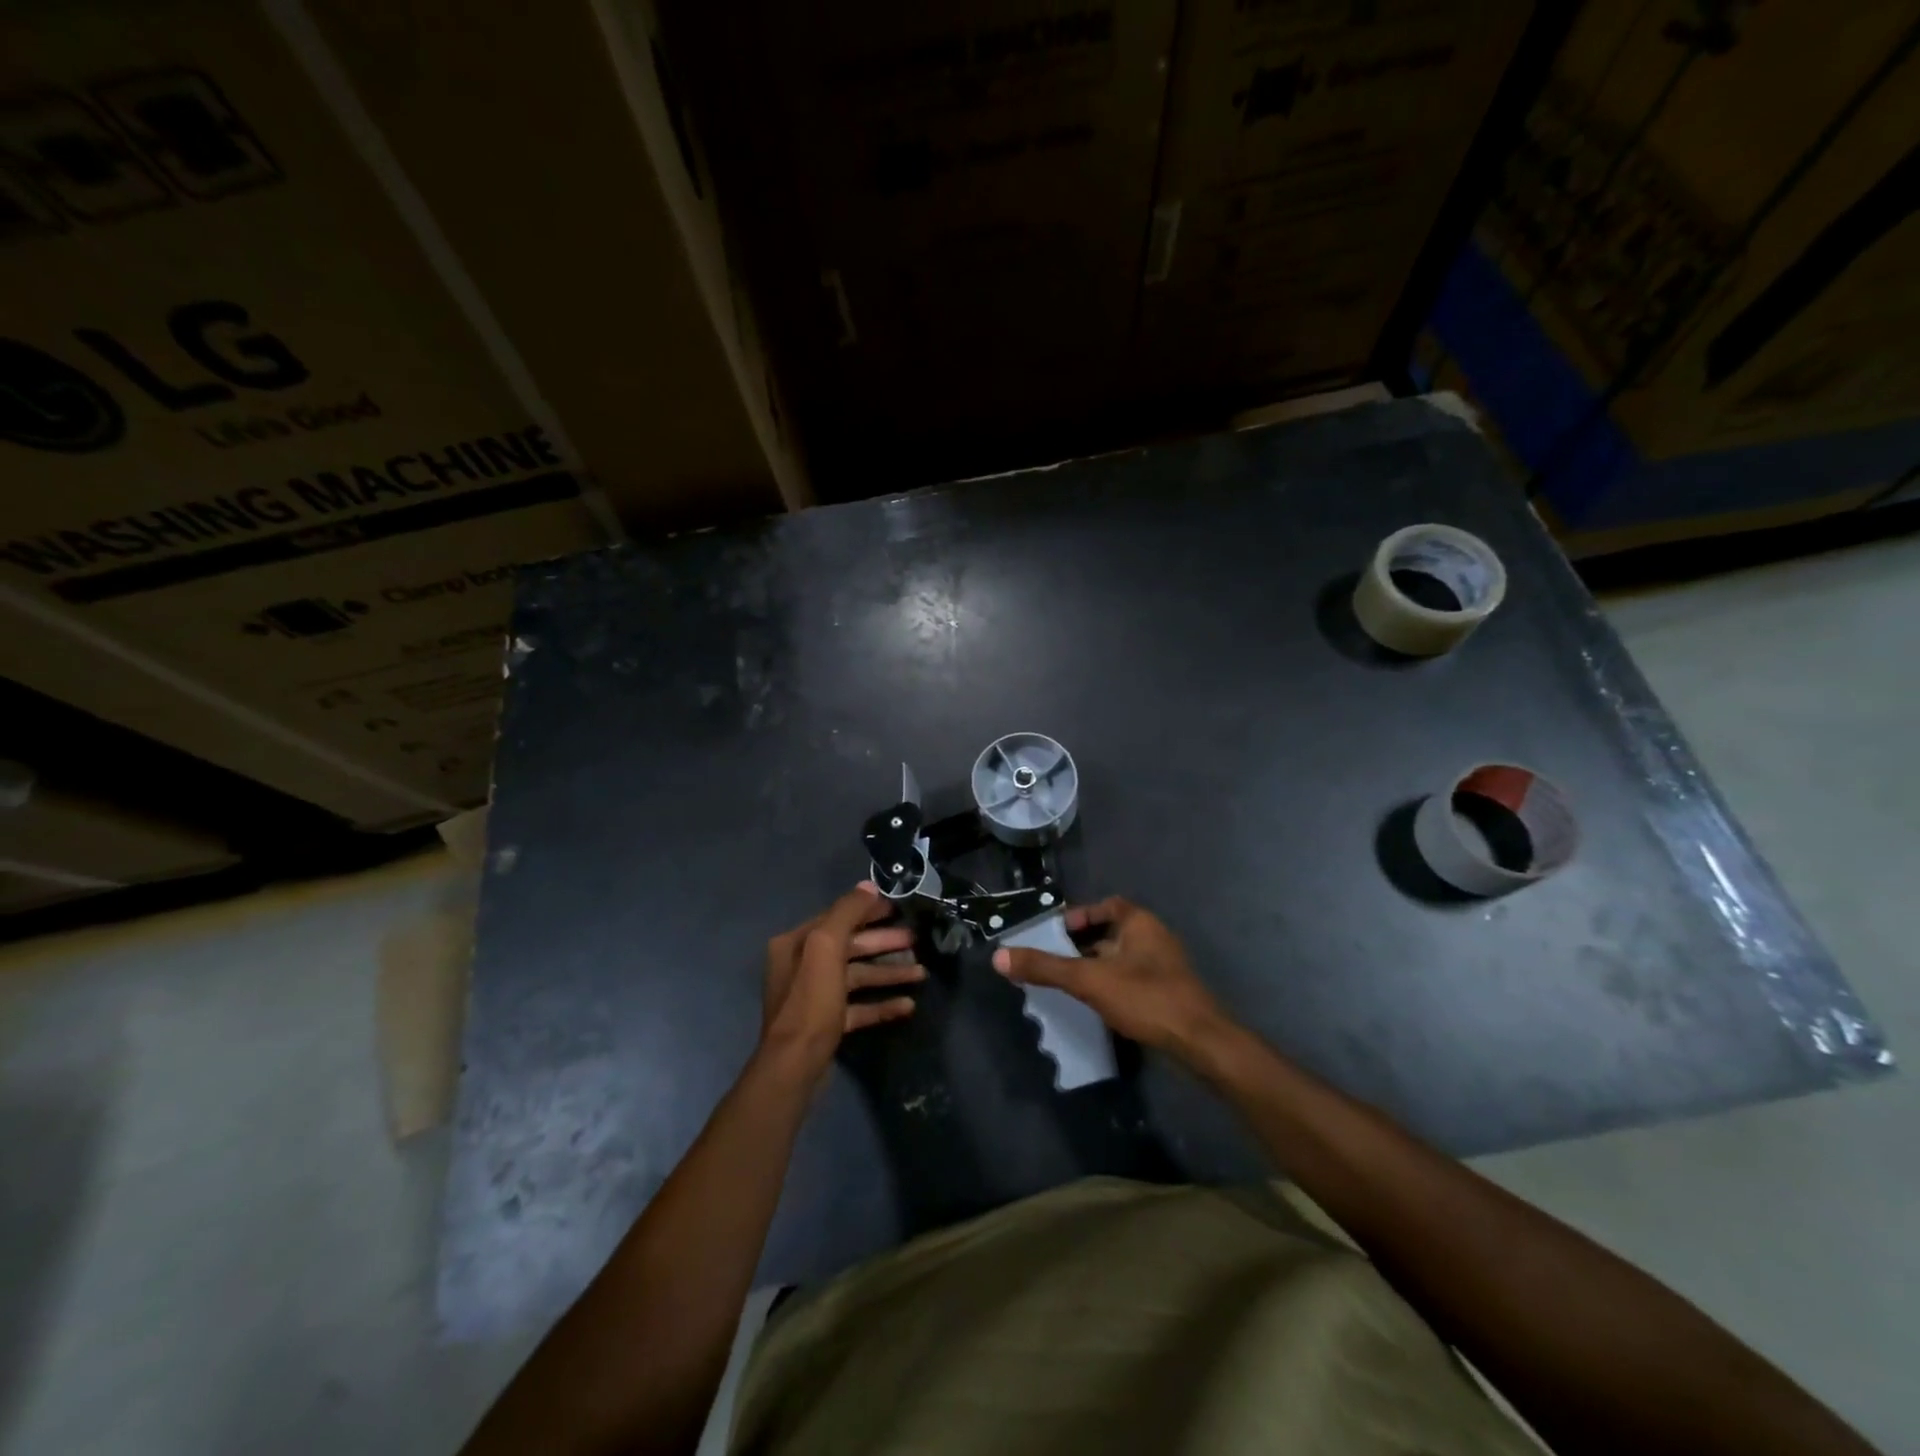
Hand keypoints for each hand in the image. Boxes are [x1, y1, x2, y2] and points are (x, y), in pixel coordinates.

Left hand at [761, 883, 923, 1081]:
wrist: (795, 1066)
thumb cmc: (811, 1001)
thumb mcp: (827, 947)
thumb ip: (847, 913)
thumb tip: (868, 886)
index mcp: (797, 943)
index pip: (837, 918)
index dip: (868, 911)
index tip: (898, 909)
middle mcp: (802, 966)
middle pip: (850, 947)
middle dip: (884, 943)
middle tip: (916, 940)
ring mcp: (814, 997)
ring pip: (858, 977)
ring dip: (888, 974)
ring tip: (921, 974)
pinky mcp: (827, 1024)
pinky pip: (858, 1007)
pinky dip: (881, 1004)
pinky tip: (908, 1006)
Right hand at [992, 897, 1232, 1062]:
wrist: (1200, 1043)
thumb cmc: (1145, 998)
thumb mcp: (1089, 980)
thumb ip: (1045, 968)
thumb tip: (999, 957)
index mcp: (1141, 923)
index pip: (1109, 905)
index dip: (1082, 915)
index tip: (1058, 932)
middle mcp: (1155, 938)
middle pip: (1113, 932)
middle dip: (1084, 944)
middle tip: (1055, 959)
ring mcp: (1165, 968)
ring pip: (1123, 959)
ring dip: (1098, 967)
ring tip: (1069, 984)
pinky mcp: (1169, 994)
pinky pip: (1133, 980)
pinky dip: (1113, 986)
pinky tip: (1098, 1006)